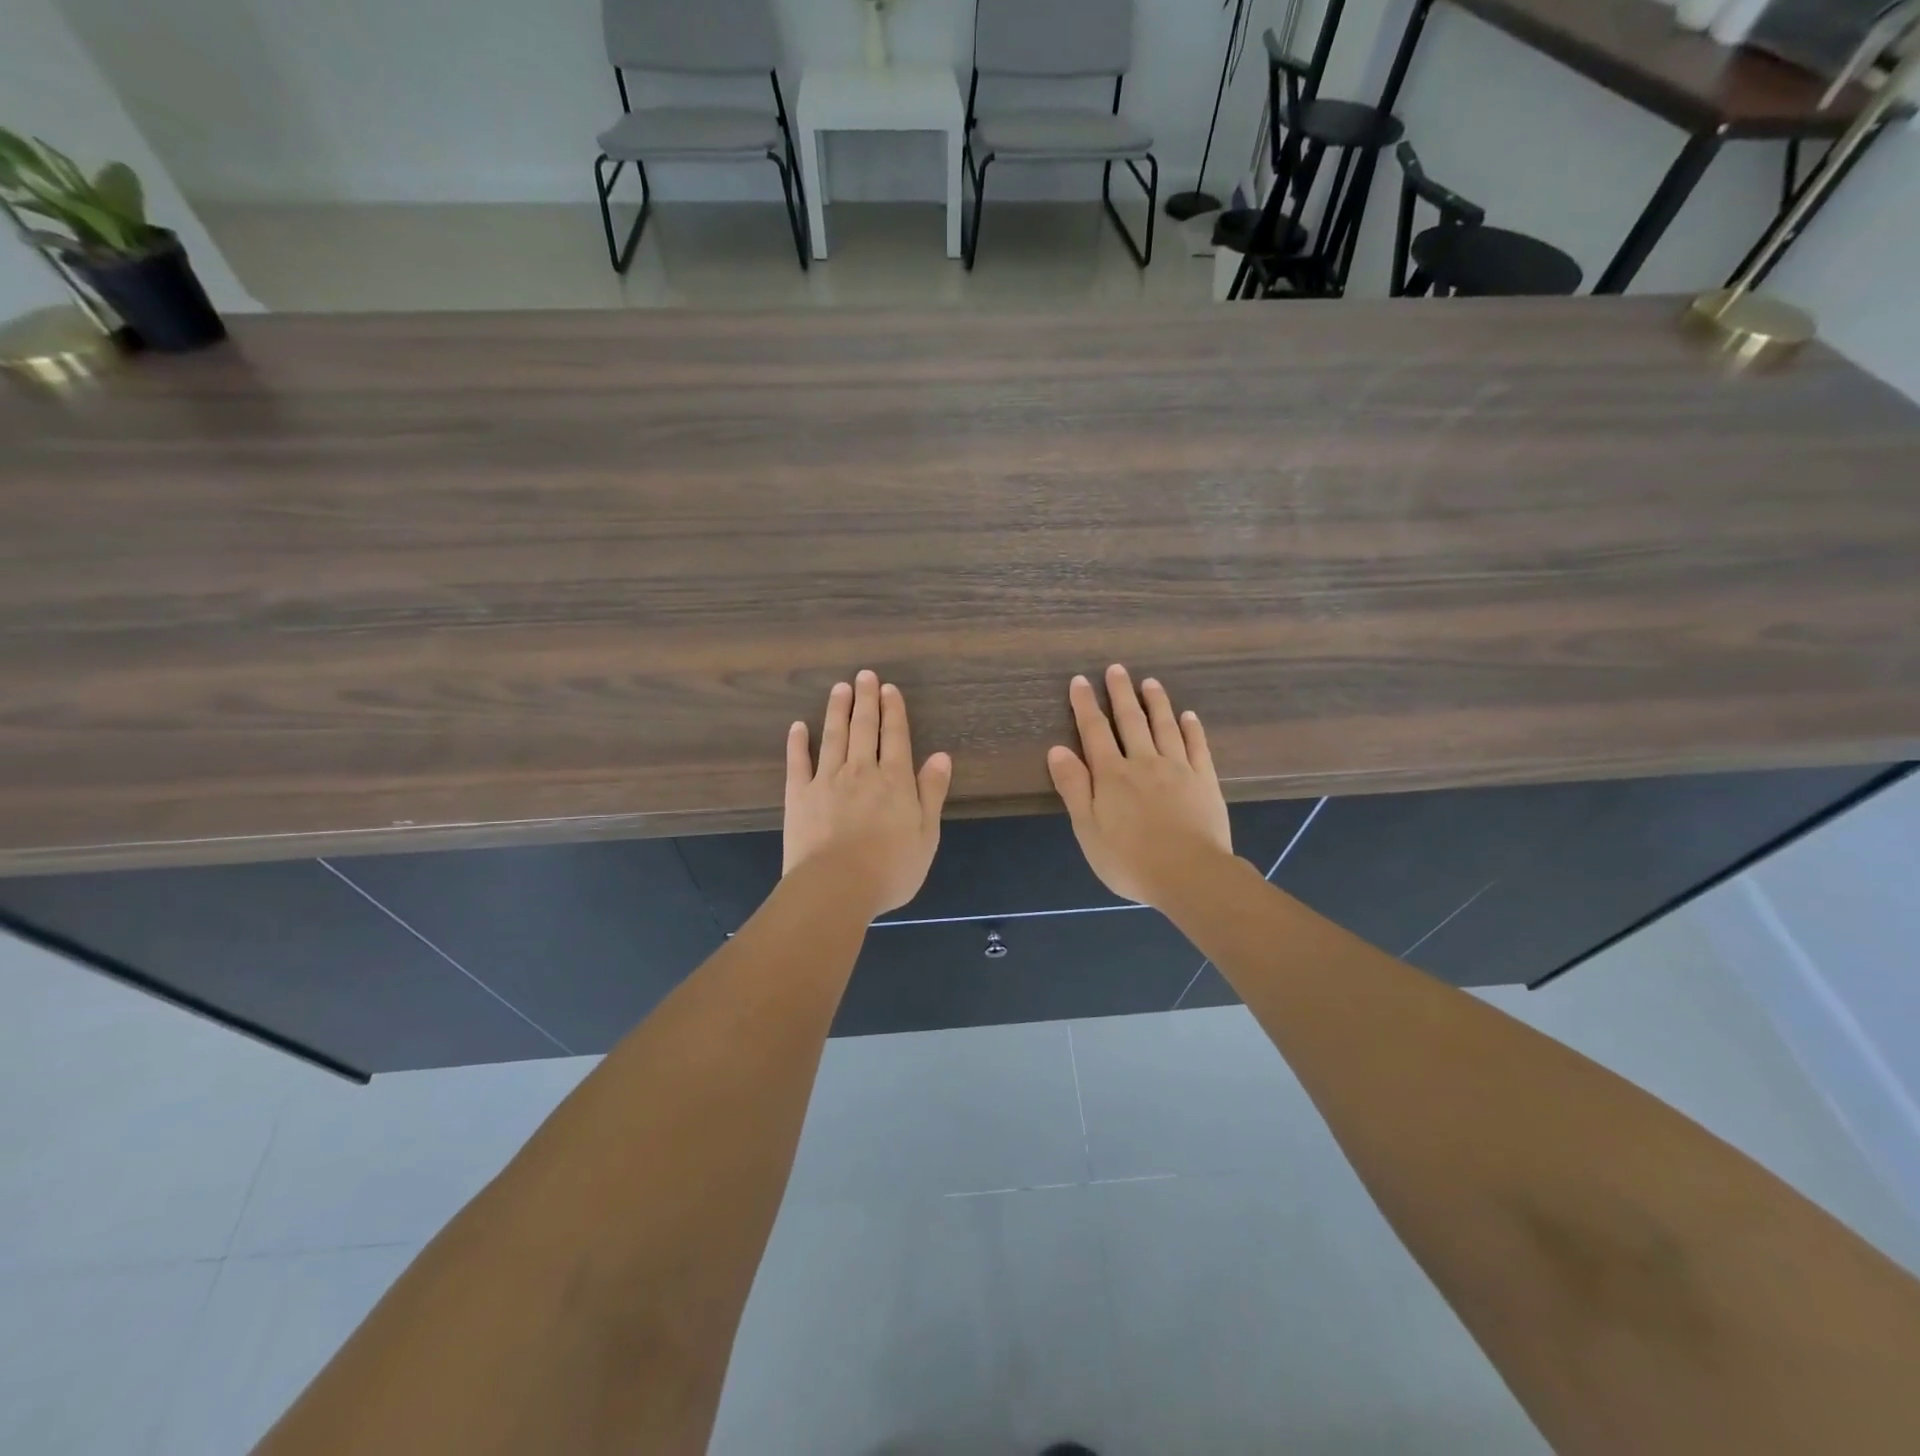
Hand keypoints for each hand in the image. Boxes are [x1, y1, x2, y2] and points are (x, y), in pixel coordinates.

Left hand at [784, 670, 952, 918]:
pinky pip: (798, 762)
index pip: (895, 736)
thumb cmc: (890, 868)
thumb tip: (941, 756)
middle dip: (866, 700)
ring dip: (837, 710)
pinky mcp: (799, 796)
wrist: (836, 887)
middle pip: (864, 728)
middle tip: (864, 675)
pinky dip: (797, 743)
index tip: (888, 688)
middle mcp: (861, 771)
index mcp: (895, 780)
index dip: (893, 710)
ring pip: (833, 736)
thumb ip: (931, 792)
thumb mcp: (926, 834)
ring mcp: (826, 780)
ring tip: (839, 688)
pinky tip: (798, 727)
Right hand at [1047, 665, 1232, 910]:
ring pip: (1165, 726)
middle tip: (1116, 669)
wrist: (1189, 875)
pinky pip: (1197, 747)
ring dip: (1156, 702)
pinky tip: (1189, 716)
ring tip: (1150, 682)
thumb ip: (1074, 787)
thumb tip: (1057, 749)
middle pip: (1131, 721)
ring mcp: (1178, 769)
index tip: (1080, 681)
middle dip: (1121, 693)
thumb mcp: (1088, 828)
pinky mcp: (1205, 781)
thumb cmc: (1129, 859)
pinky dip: (1192, 729)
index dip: (1085, 705)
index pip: (1094, 731)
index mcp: (1112, 775)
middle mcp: (1144, 762)